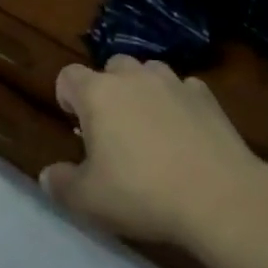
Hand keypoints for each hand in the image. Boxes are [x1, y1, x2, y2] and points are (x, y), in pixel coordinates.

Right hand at [41, 55, 267, 247]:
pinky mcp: (206, 97)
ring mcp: (172, 82)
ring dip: (143, 90)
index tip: (75, 125)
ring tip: (149, 125)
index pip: (68, 75)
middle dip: (107, 89)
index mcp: (97, 93)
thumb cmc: (143, 193)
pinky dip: (179, 103)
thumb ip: (62, 185)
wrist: (220, 198)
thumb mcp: (89, 200)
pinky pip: (184, 89)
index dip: (66, 96)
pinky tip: (186, 132)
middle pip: (111, 67)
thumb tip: (46, 176)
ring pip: (149, 71)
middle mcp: (132, 77)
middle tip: (113, 128)